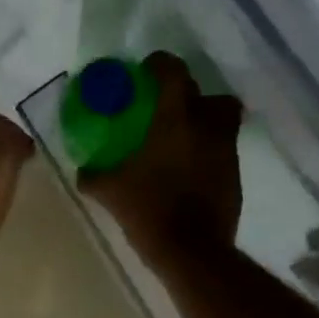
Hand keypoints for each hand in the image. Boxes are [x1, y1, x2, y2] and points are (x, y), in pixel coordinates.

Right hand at [78, 52, 243, 260]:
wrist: (193, 253)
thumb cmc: (149, 210)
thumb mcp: (111, 192)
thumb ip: (93, 176)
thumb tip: (82, 171)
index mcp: (175, 119)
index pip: (174, 71)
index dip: (161, 64)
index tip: (146, 72)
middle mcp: (206, 127)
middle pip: (210, 95)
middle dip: (190, 95)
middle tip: (167, 108)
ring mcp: (226, 152)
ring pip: (223, 122)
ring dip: (205, 123)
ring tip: (180, 139)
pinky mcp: (236, 177)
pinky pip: (223, 151)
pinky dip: (209, 152)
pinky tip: (188, 170)